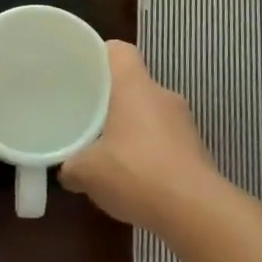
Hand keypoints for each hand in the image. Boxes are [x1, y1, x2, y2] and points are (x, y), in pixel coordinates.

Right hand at [59, 41, 220, 231]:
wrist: (194, 210)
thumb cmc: (135, 173)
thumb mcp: (87, 172)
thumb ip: (70, 165)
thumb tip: (65, 169)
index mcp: (135, 86)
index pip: (119, 51)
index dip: (99, 55)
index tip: (81, 71)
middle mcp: (162, 95)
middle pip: (134, 83)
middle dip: (111, 99)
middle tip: (87, 116)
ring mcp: (184, 122)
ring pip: (150, 112)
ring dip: (131, 126)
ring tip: (108, 150)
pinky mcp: (196, 148)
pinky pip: (165, 138)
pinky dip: (149, 150)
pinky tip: (134, 176)